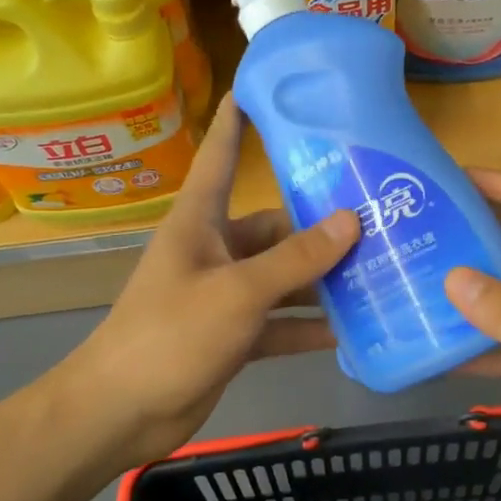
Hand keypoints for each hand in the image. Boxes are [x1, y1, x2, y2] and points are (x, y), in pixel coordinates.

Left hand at [57, 99, 358, 463]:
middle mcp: (213, 250)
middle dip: (319, 228)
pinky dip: (306, 327)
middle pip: (273, 228)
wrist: (123, 412)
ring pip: (280, 277)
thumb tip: (351, 220)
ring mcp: (223, 295)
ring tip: (377, 273)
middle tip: (377, 221)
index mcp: (200, 222)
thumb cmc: (172, 335)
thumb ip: (295, 259)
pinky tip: (348, 331)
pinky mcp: (231, 335)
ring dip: (320, 281)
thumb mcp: (238, 292)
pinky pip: (277, 322)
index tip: (258, 87)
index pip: (220, 157)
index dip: (237, 122)